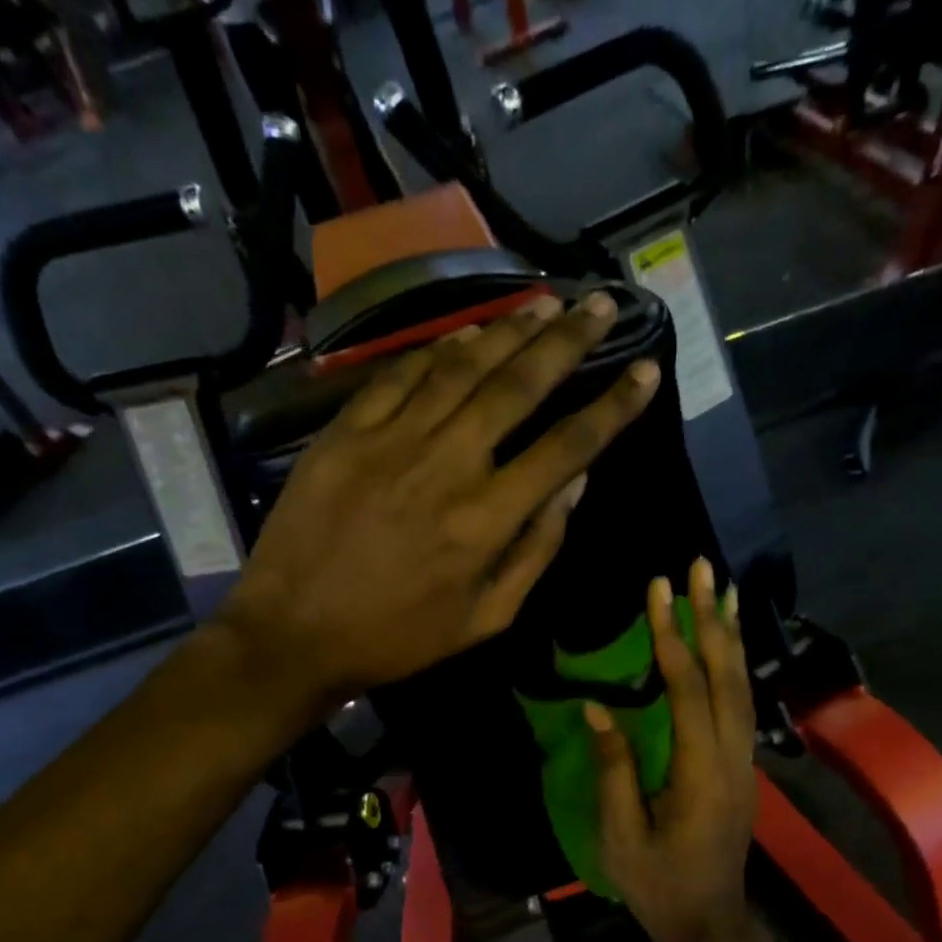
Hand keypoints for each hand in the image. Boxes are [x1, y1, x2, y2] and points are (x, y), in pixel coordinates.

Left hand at [220, 291, 659, 714]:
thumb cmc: (399, 638)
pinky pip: (400, 376)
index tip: (647, 371)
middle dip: (568, 341)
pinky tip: (467, 334)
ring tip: (546, 303)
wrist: (294, 634)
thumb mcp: (486, 619)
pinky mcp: (345, 433)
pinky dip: (439, 350)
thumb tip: (574, 485)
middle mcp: (447, 465)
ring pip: (462, 368)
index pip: (567, 446)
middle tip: (600, 305)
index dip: (614, 407)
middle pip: (518, 386)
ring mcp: (391, 441)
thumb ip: (535, 551)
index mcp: (487, 520)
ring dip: (509, 330)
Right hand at [590, 557, 757, 941]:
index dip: (671, 636)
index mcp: (701, 772)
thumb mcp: (621, 835)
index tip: (658, 589)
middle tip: (703, 568)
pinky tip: (726, 648)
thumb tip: (599, 710)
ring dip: (731, 636)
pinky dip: (734, 666)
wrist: (709, 924)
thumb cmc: (657, 885)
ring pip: (742, 686)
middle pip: (727, 675)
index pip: (687, 688)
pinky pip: (741, 704)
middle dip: (713, 618)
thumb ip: (614, 769)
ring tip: (724, 591)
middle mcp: (732, 757)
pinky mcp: (742, 768)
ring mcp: (744, 762)